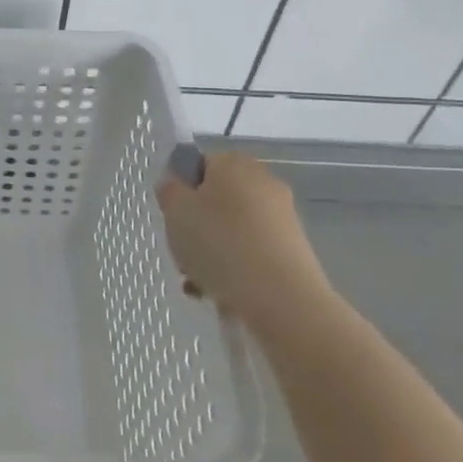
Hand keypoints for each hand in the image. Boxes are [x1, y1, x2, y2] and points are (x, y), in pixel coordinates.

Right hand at [156, 152, 335, 345]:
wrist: (282, 298)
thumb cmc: (220, 243)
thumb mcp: (175, 211)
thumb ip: (169, 191)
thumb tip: (176, 186)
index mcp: (233, 163)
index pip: (199, 166)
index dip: (181, 191)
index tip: (173, 219)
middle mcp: (262, 182)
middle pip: (216, 200)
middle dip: (196, 227)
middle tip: (183, 253)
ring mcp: (282, 217)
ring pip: (232, 230)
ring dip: (212, 252)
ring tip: (198, 284)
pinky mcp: (293, 250)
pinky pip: (252, 252)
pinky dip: (236, 268)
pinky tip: (221, 293)